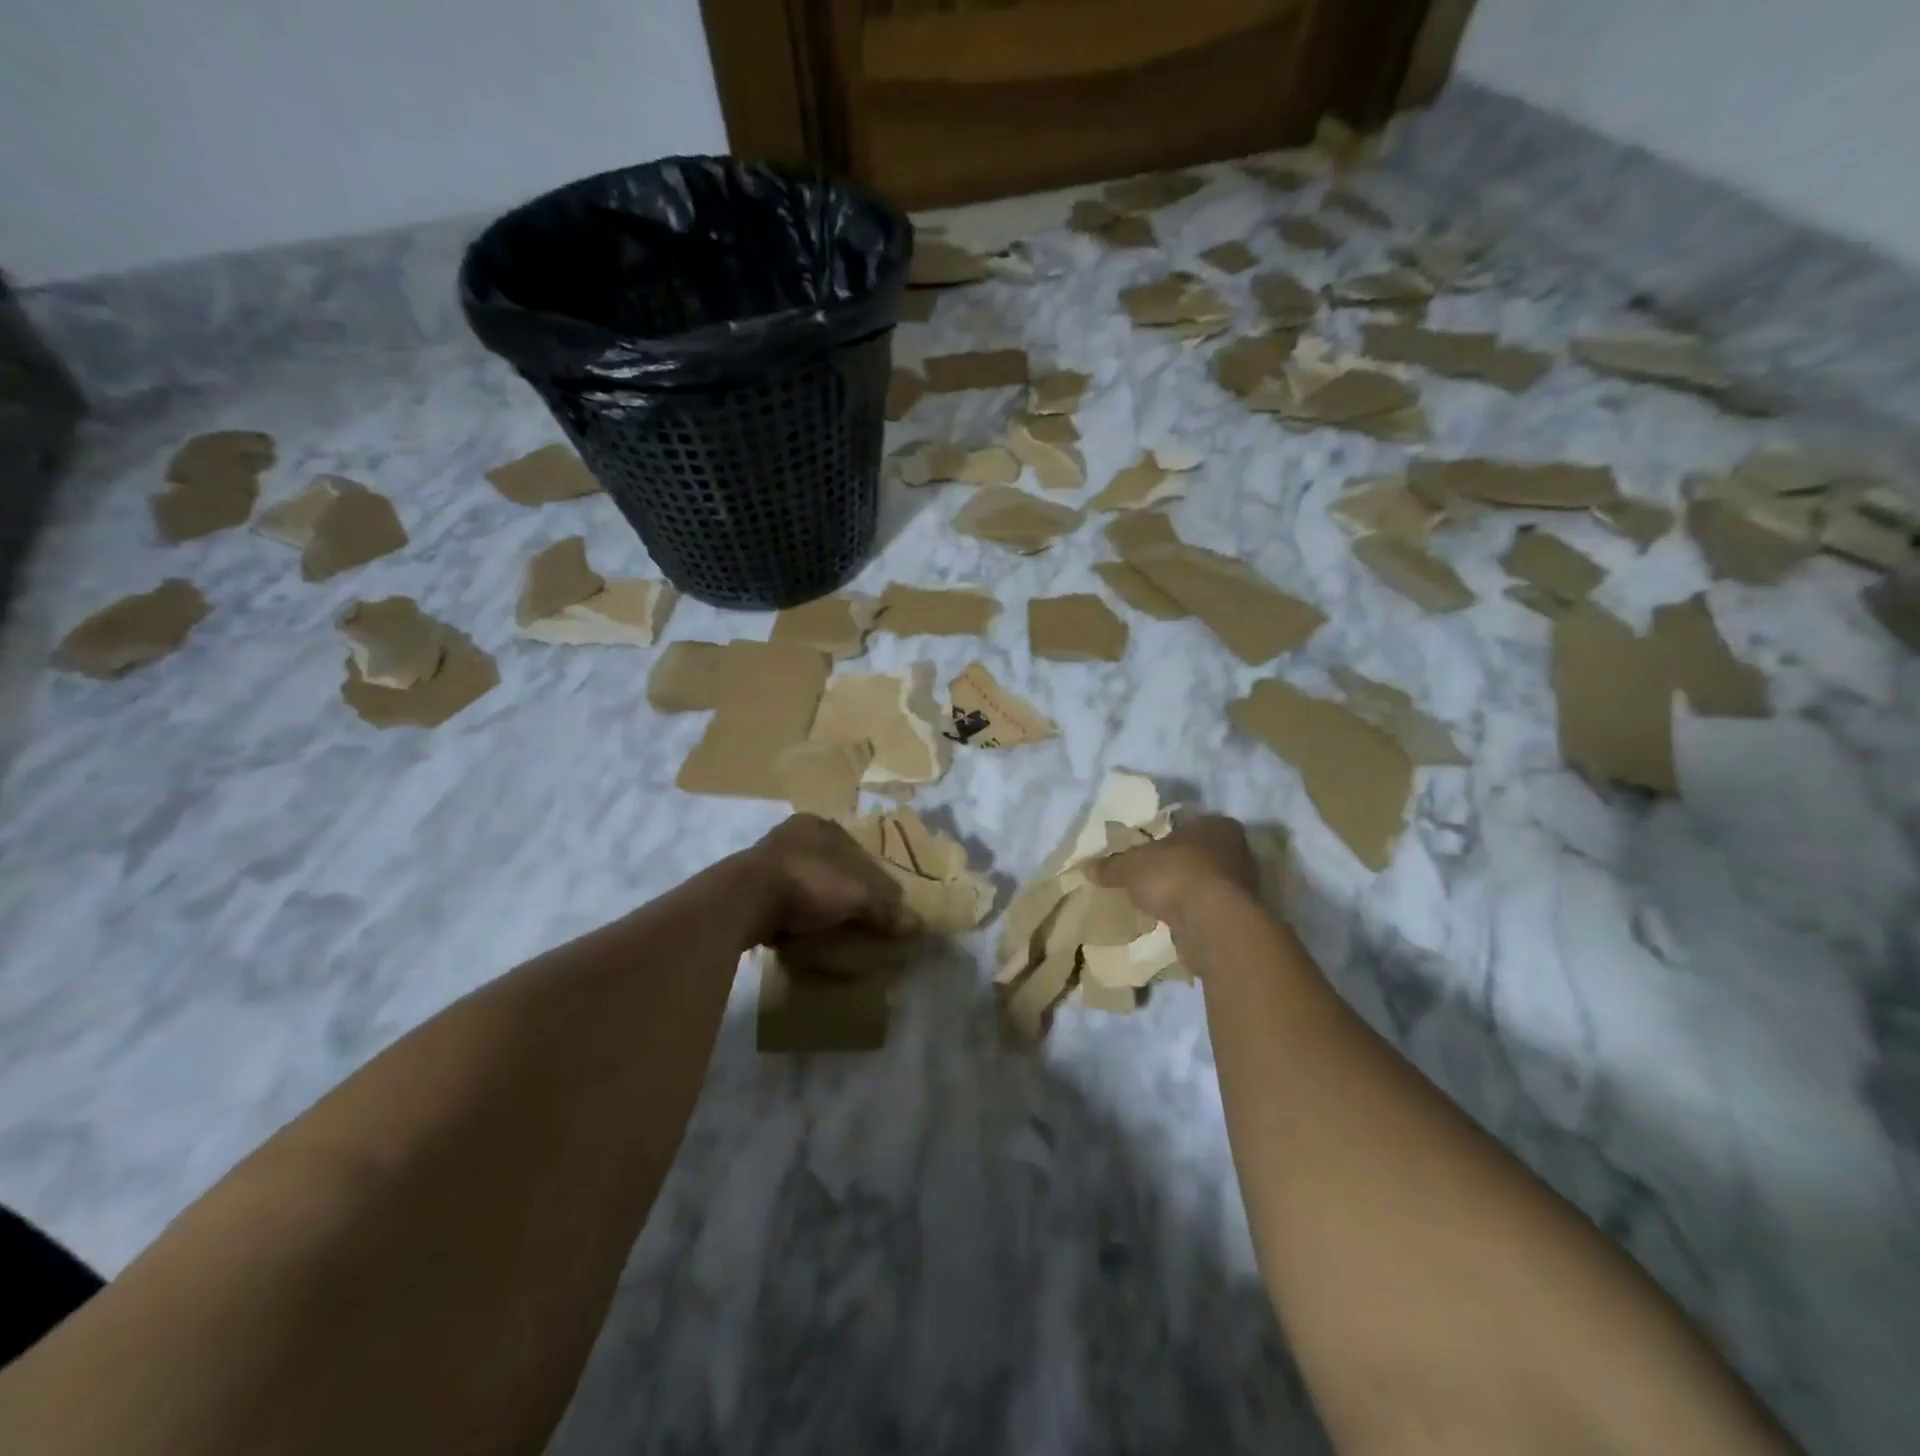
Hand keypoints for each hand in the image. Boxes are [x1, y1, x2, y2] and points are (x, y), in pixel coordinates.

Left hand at [744, 814, 917, 946]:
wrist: (743, 901)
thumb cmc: (808, 883)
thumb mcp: (858, 895)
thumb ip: (886, 908)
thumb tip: (918, 924)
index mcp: (819, 824)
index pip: (856, 849)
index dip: (872, 877)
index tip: (879, 903)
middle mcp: (790, 833)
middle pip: (829, 863)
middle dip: (841, 887)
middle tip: (854, 916)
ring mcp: (763, 858)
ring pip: (803, 880)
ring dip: (814, 900)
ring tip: (826, 926)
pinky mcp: (745, 885)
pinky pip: (779, 898)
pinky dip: (791, 912)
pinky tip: (797, 930)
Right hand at [1092, 814, 1261, 926]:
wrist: (1212, 922)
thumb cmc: (1174, 875)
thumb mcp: (1131, 866)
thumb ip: (1111, 866)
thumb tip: (1087, 867)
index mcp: (1216, 825)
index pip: (1188, 825)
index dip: (1167, 838)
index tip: (1149, 852)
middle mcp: (1238, 850)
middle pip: (1201, 854)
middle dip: (1179, 865)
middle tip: (1153, 877)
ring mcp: (1245, 885)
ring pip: (1209, 883)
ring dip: (1189, 892)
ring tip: (1162, 903)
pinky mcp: (1243, 916)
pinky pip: (1212, 909)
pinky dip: (1196, 914)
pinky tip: (1177, 922)